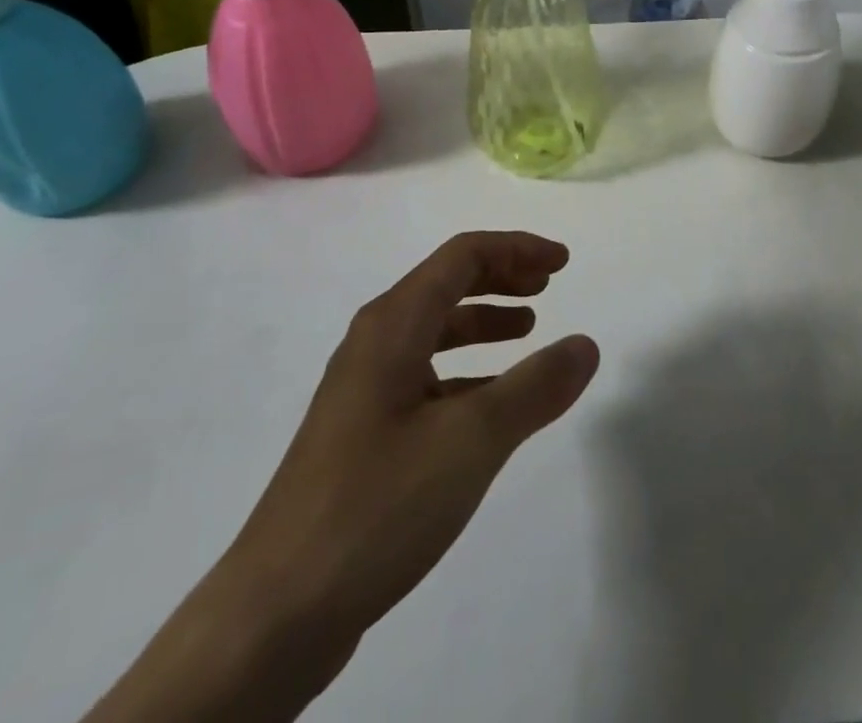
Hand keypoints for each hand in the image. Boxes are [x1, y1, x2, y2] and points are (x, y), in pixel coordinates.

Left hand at [214, 230, 600, 700]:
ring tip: (529, 328)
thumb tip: (585, 345)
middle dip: (502, 276)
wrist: (276, 612)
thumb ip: (535, 388)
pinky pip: (424, 375)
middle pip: (446, 283)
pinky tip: (490, 400)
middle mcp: (374, 342)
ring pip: (434, 330)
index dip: (517, 249)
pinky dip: (465, 369)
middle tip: (550, 285)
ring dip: (484, 319)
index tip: (563, 263)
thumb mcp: (471, 441)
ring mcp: (363, 388)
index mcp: (393, 324)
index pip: (462, 256)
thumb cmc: (378, 505)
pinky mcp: (362, 432)